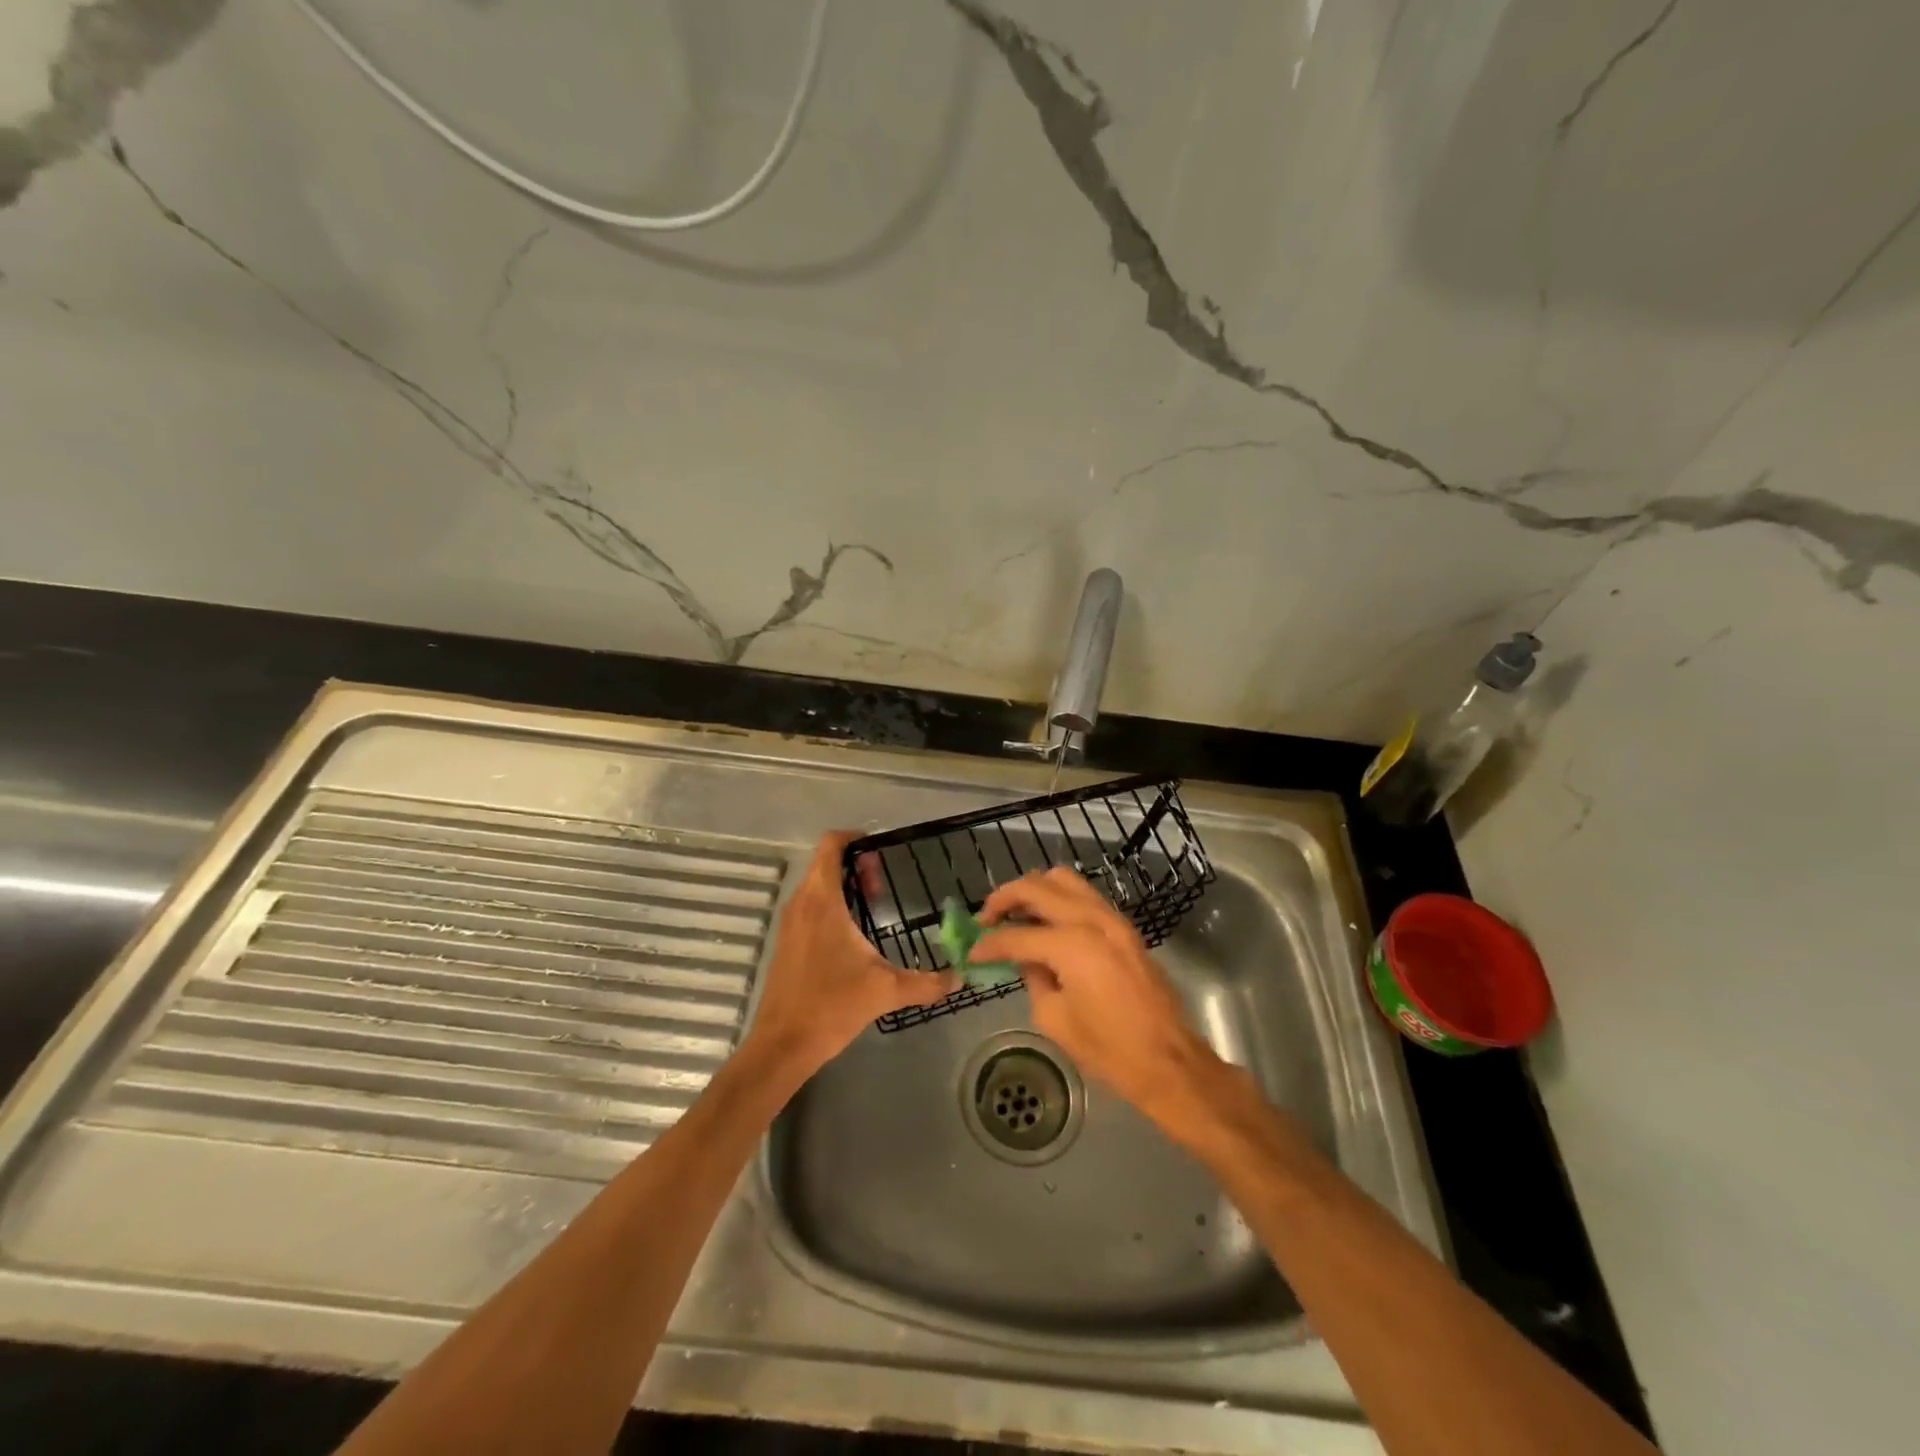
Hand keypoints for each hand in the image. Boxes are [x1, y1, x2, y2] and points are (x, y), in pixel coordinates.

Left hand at [745, 832, 959, 1076]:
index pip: (831, 846)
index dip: (854, 838)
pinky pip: (809, 907)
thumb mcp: (885, 990)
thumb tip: (959, 978)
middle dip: (855, 866)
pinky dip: (831, 906)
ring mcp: (790, 923)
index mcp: (821, 900)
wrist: (782, 1045)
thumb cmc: (831, 1005)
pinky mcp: (786, 942)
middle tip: (883, 884)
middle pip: (825, 864)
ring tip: (873, 906)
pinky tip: (853, 936)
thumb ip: (926, 982)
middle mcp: (801, 903)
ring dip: (843, 887)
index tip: (880, 849)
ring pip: (816, 886)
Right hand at [974, 868, 1220, 1128]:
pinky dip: (1059, 899)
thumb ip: (1034, 979)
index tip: (971, 952)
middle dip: (1005, 898)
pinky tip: (1046, 922)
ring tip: (1015, 913)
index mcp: (1072, 944)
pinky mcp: (1124, 927)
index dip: (988, 944)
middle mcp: (1092, 919)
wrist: (1167, 1059)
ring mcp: (1112, 919)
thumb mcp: (1055, 1019)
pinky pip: (1084, 896)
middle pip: (1037, 887)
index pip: (1017, 935)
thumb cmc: (1108, 1049)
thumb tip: (1027, 960)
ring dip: (1034, 891)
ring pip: (1064, 880)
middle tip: (986, 919)